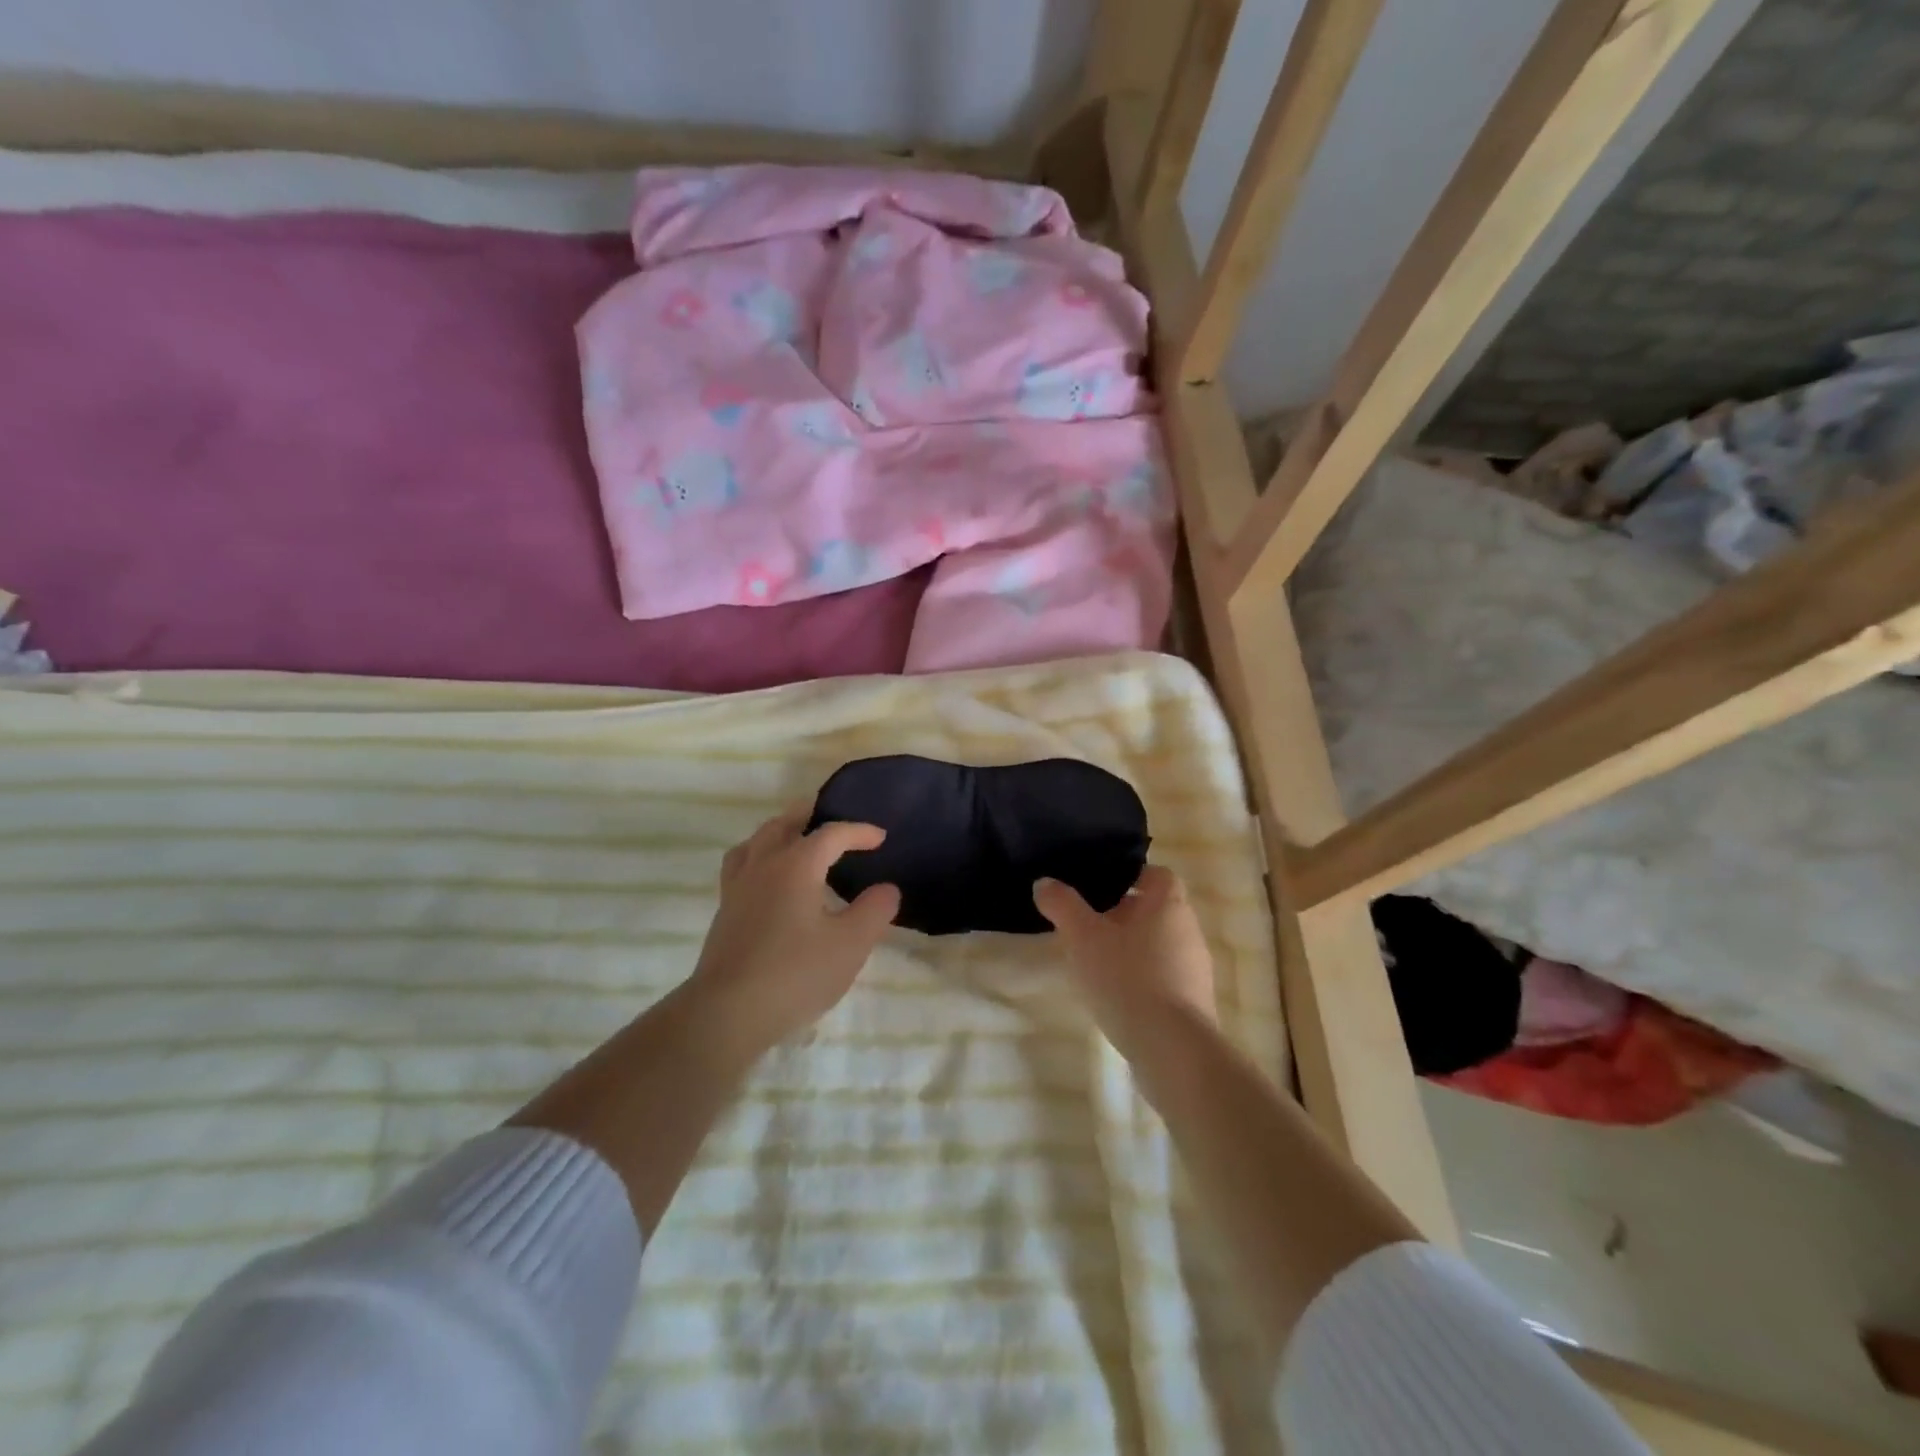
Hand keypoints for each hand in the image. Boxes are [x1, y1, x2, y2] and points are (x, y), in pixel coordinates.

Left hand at [688, 806, 900, 1053]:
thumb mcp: (850, 944)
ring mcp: (738, 887)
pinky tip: (768, 878)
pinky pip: (741, 865)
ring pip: (757, 841)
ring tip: (796, 839)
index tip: (880, 838)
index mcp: (796, 865)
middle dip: (810, 816)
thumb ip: (874, 911)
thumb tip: (887, 888)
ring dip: (780, 831)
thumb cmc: (795, 974)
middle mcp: (763, 865)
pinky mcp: (725, 911)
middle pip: (784, 824)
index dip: (858, 831)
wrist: (728, 1013)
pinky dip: (759, 856)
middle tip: (831, 817)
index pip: (831, 833)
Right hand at [1034, 866, 1215, 1056]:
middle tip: (1087, 926)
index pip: (1156, 874)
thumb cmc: (1127, 977)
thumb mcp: (1083, 936)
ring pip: (1159, 945)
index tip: (1099, 889)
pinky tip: (1116, 996)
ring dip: (1131, 949)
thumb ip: (1062, 905)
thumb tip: (1044, 882)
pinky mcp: (1193, 1002)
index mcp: (1168, 904)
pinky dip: (1141, 979)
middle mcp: (1188, 930)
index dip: (1129, 877)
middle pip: (1155, 910)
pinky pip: (1164, 977)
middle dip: (1123, 916)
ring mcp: (1195, 968)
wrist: (1171, 1048)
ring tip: (1096, 963)